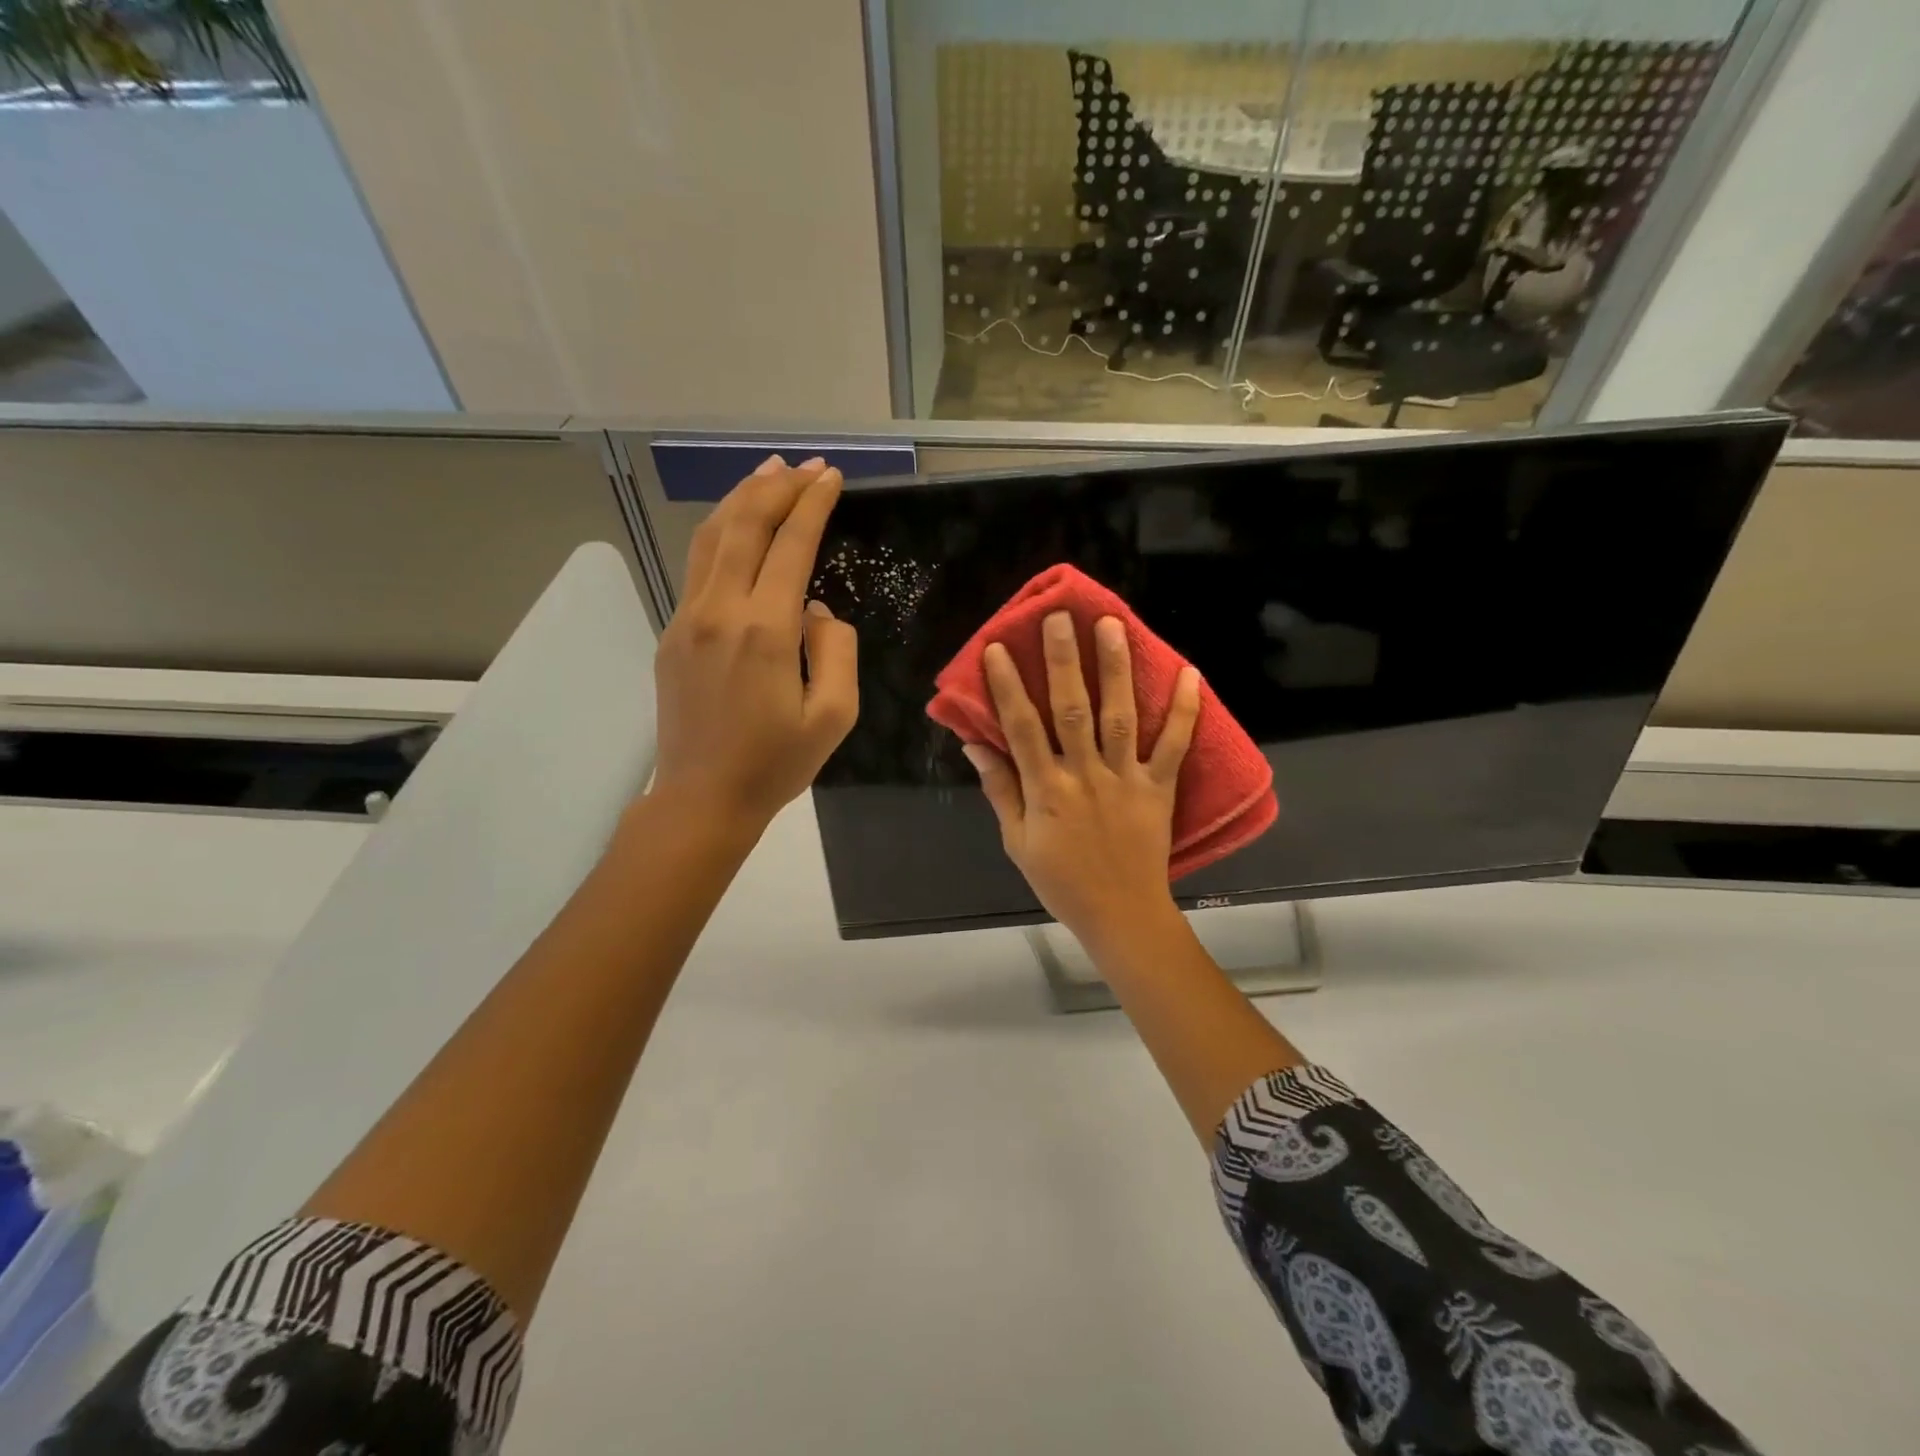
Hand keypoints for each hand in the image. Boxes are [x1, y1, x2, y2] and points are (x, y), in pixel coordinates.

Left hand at [650, 455, 858, 830]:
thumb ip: (836, 650)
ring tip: (768, 472)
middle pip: (743, 525)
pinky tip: (736, 526)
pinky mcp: (671, 634)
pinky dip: (721, 532)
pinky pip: (697, 567)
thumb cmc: (775, 764)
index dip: (812, 504)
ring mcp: (687, 619)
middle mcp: (719, 611)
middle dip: (777, 487)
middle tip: (805, 466)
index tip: (831, 477)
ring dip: (741, 498)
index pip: (790, 545)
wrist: (701, 799)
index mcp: (763, 630)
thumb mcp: (835, 716)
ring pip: (711, 537)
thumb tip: (813, 610)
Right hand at [963, 612, 1199, 952]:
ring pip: (1120, 716)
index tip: (998, 648)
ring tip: (1113, 625)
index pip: (1022, 728)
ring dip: (1116, 668)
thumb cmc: (1062, 881)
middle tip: (1061, 617)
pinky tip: (1189, 673)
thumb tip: (974, 744)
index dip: (1008, 687)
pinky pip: (1175, 745)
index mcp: (1046, 789)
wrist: (1122, 915)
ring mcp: (1127, 779)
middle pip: (1072, 709)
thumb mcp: (1017, 842)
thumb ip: (999, 790)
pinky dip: (1184, 710)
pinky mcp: (1160, 788)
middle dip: (1065, 660)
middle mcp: (1086, 775)